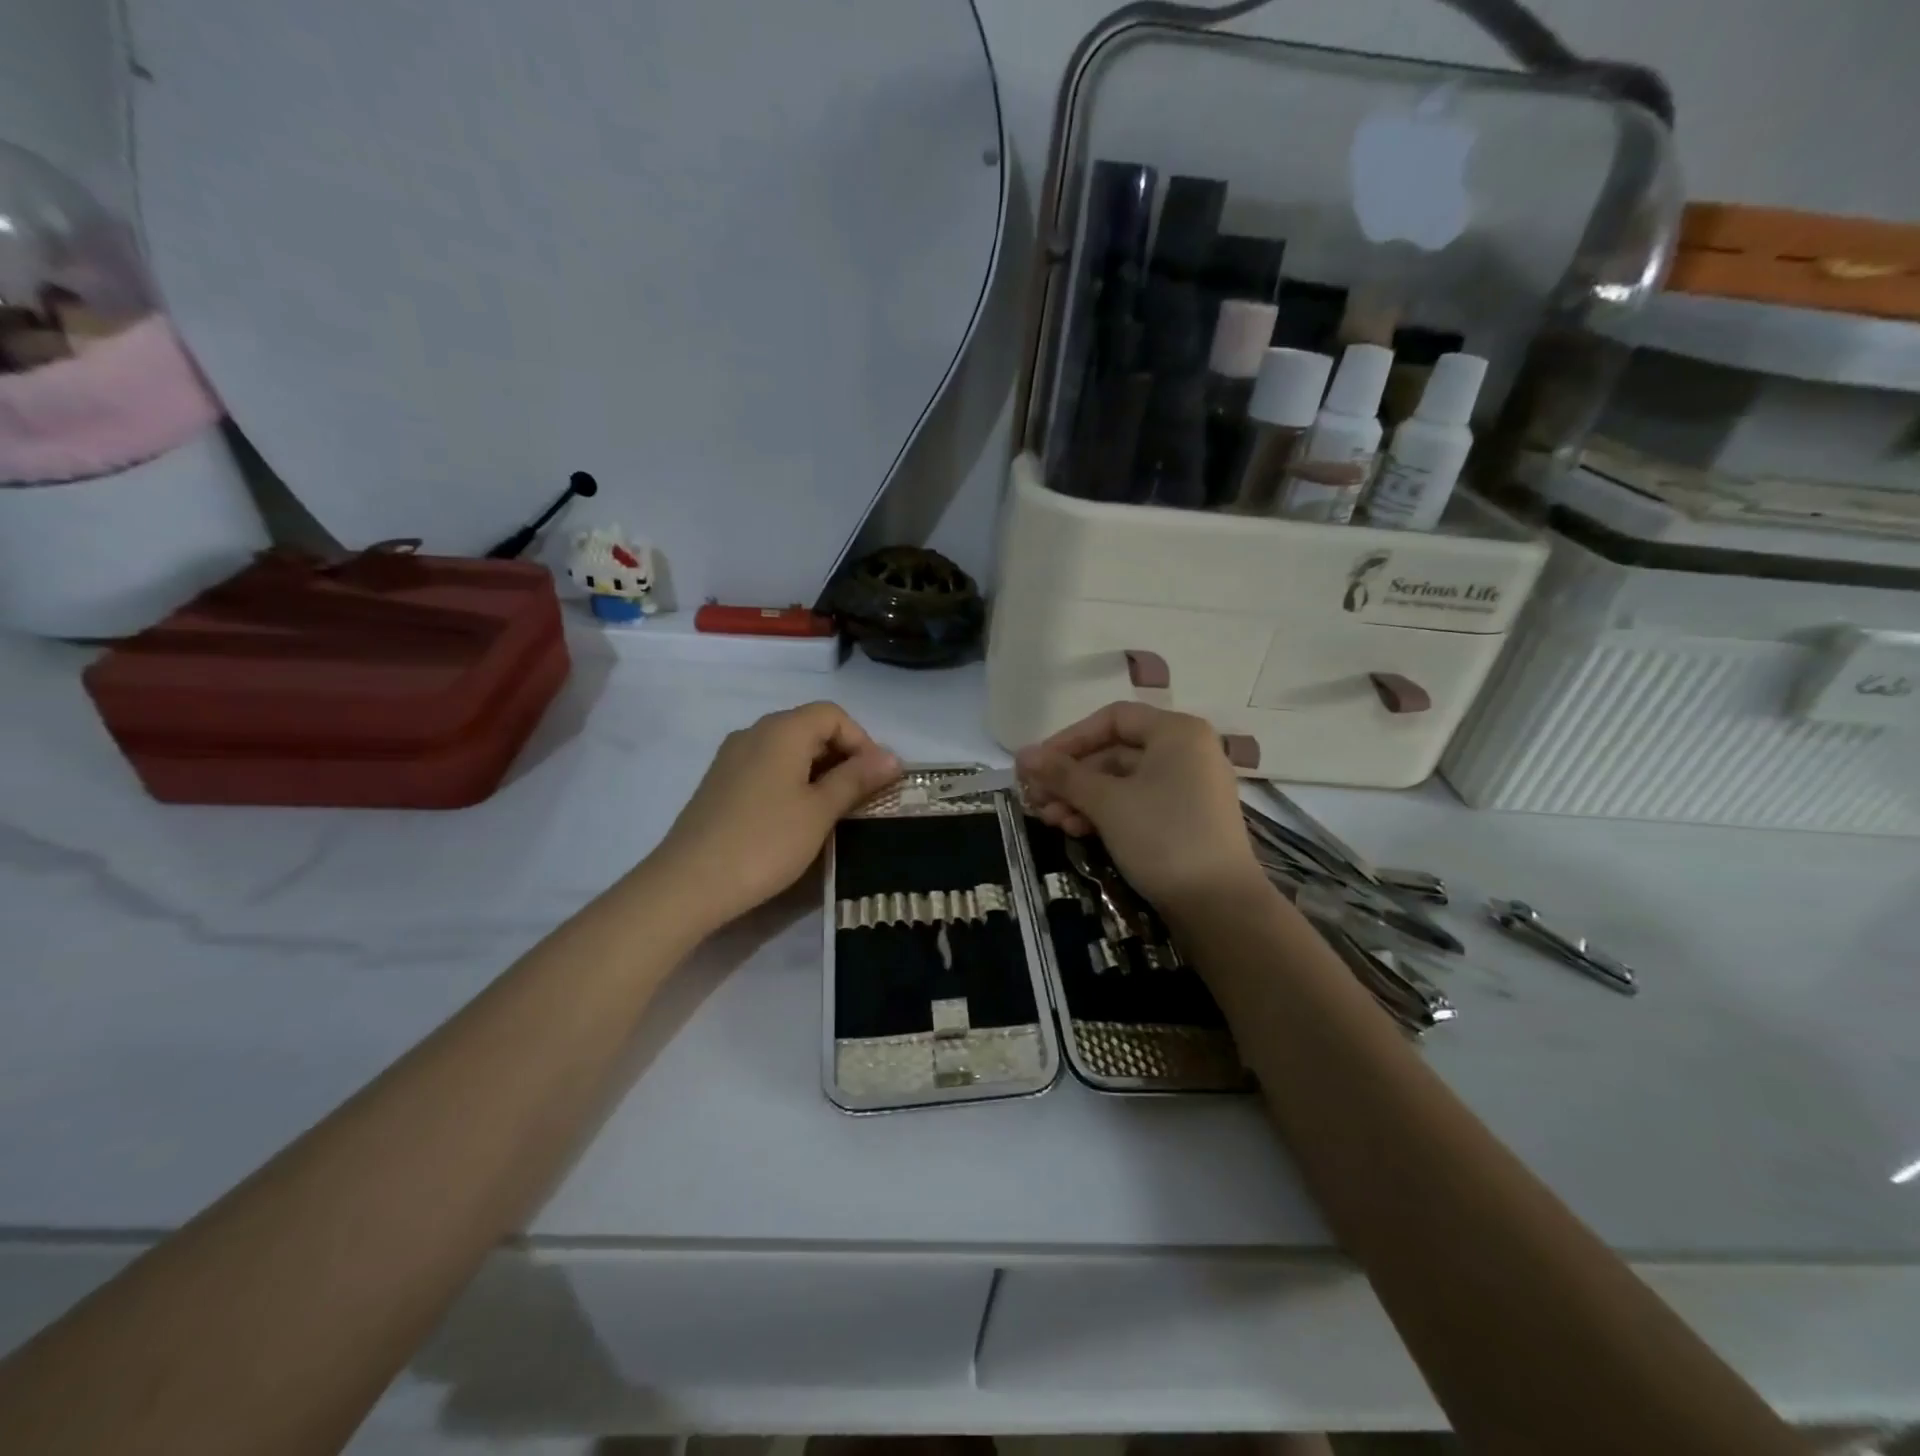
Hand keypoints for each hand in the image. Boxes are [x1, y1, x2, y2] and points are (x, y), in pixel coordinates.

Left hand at [651, 702, 899, 930]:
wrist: (689, 884)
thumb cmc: (765, 842)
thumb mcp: (820, 811)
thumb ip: (856, 779)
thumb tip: (892, 757)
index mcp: (782, 730)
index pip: (833, 714)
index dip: (862, 741)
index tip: (876, 780)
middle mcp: (754, 733)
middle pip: (810, 728)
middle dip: (843, 756)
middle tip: (862, 797)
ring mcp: (732, 758)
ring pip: (788, 750)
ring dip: (818, 771)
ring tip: (834, 811)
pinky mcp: (720, 784)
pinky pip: (767, 768)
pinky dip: (792, 782)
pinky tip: (797, 818)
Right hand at [1016, 702, 1262, 915]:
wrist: (1220, 906)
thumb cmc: (1163, 837)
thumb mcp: (1106, 802)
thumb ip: (1063, 774)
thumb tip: (1023, 755)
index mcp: (1176, 733)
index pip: (1113, 718)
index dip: (1070, 738)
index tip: (1037, 764)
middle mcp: (1186, 752)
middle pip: (1115, 751)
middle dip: (1071, 776)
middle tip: (1035, 798)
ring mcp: (1188, 788)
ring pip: (1122, 781)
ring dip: (1082, 798)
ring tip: (1050, 821)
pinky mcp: (1184, 820)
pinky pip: (1137, 803)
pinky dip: (1105, 813)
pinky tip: (1076, 830)